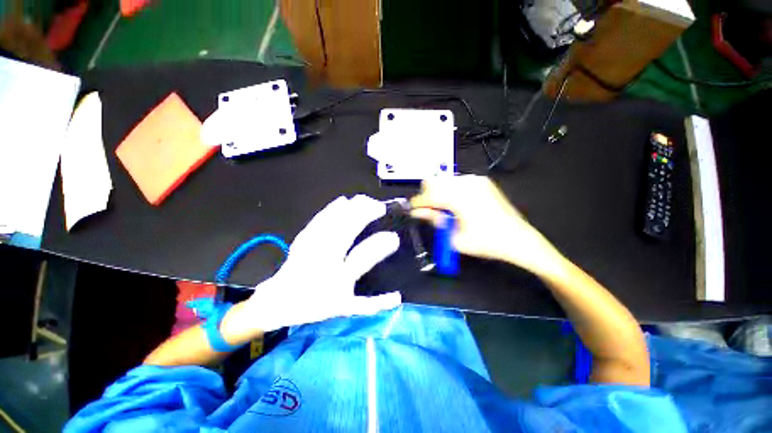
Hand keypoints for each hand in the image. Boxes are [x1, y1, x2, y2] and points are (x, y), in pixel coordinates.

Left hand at [240, 195, 401, 332]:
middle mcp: (322, 262)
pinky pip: (315, 225)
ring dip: (346, 211)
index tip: (394, 237)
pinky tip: (340, 201)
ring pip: (329, 227)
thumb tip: (398, 297)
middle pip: (343, 235)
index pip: (361, 259)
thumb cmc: (313, 307)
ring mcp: (309, 251)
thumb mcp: (344, 310)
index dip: (379, 248)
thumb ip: (372, 305)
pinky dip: (328, 212)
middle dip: (362, 218)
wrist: (277, 303)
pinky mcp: (300, 243)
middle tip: (379, 207)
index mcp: (335, 280)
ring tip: (362, 199)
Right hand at [410, 175, 563, 275]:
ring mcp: (476, 180)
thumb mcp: (455, 237)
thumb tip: (417, 212)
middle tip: (431, 212)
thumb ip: (434, 220)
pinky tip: (457, 205)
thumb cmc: (486, 242)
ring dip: (439, 193)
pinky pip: (457, 182)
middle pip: (434, 182)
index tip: (412, 210)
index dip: (418, 203)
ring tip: (445, 210)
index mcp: (459, 198)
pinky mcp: (482, 181)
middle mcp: (466, 183)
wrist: (518, 239)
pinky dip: (451, 191)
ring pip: (445, 181)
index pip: (429, 195)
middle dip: (428, 196)